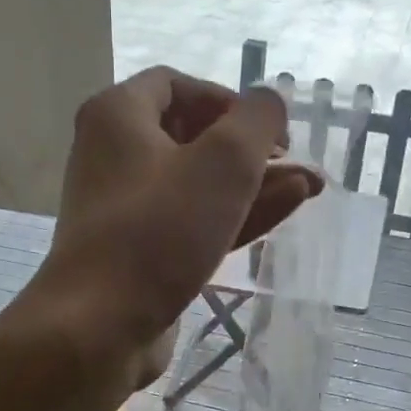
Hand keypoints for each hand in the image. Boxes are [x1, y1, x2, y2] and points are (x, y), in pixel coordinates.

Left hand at [34, 67, 320, 385]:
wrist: (101, 325)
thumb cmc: (160, 230)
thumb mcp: (224, 161)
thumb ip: (257, 119)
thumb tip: (269, 100)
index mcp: (119, 116)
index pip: (177, 85)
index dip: (229, 100)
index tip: (269, 129)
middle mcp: (113, 155)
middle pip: (191, 137)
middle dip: (251, 149)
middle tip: (297, 163)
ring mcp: (125, 209)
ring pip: (197, 185)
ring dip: (253, 184)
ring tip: (309, 188)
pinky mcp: (138, 254)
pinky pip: (190, 222)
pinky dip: (232, 215)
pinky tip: (282, 211)